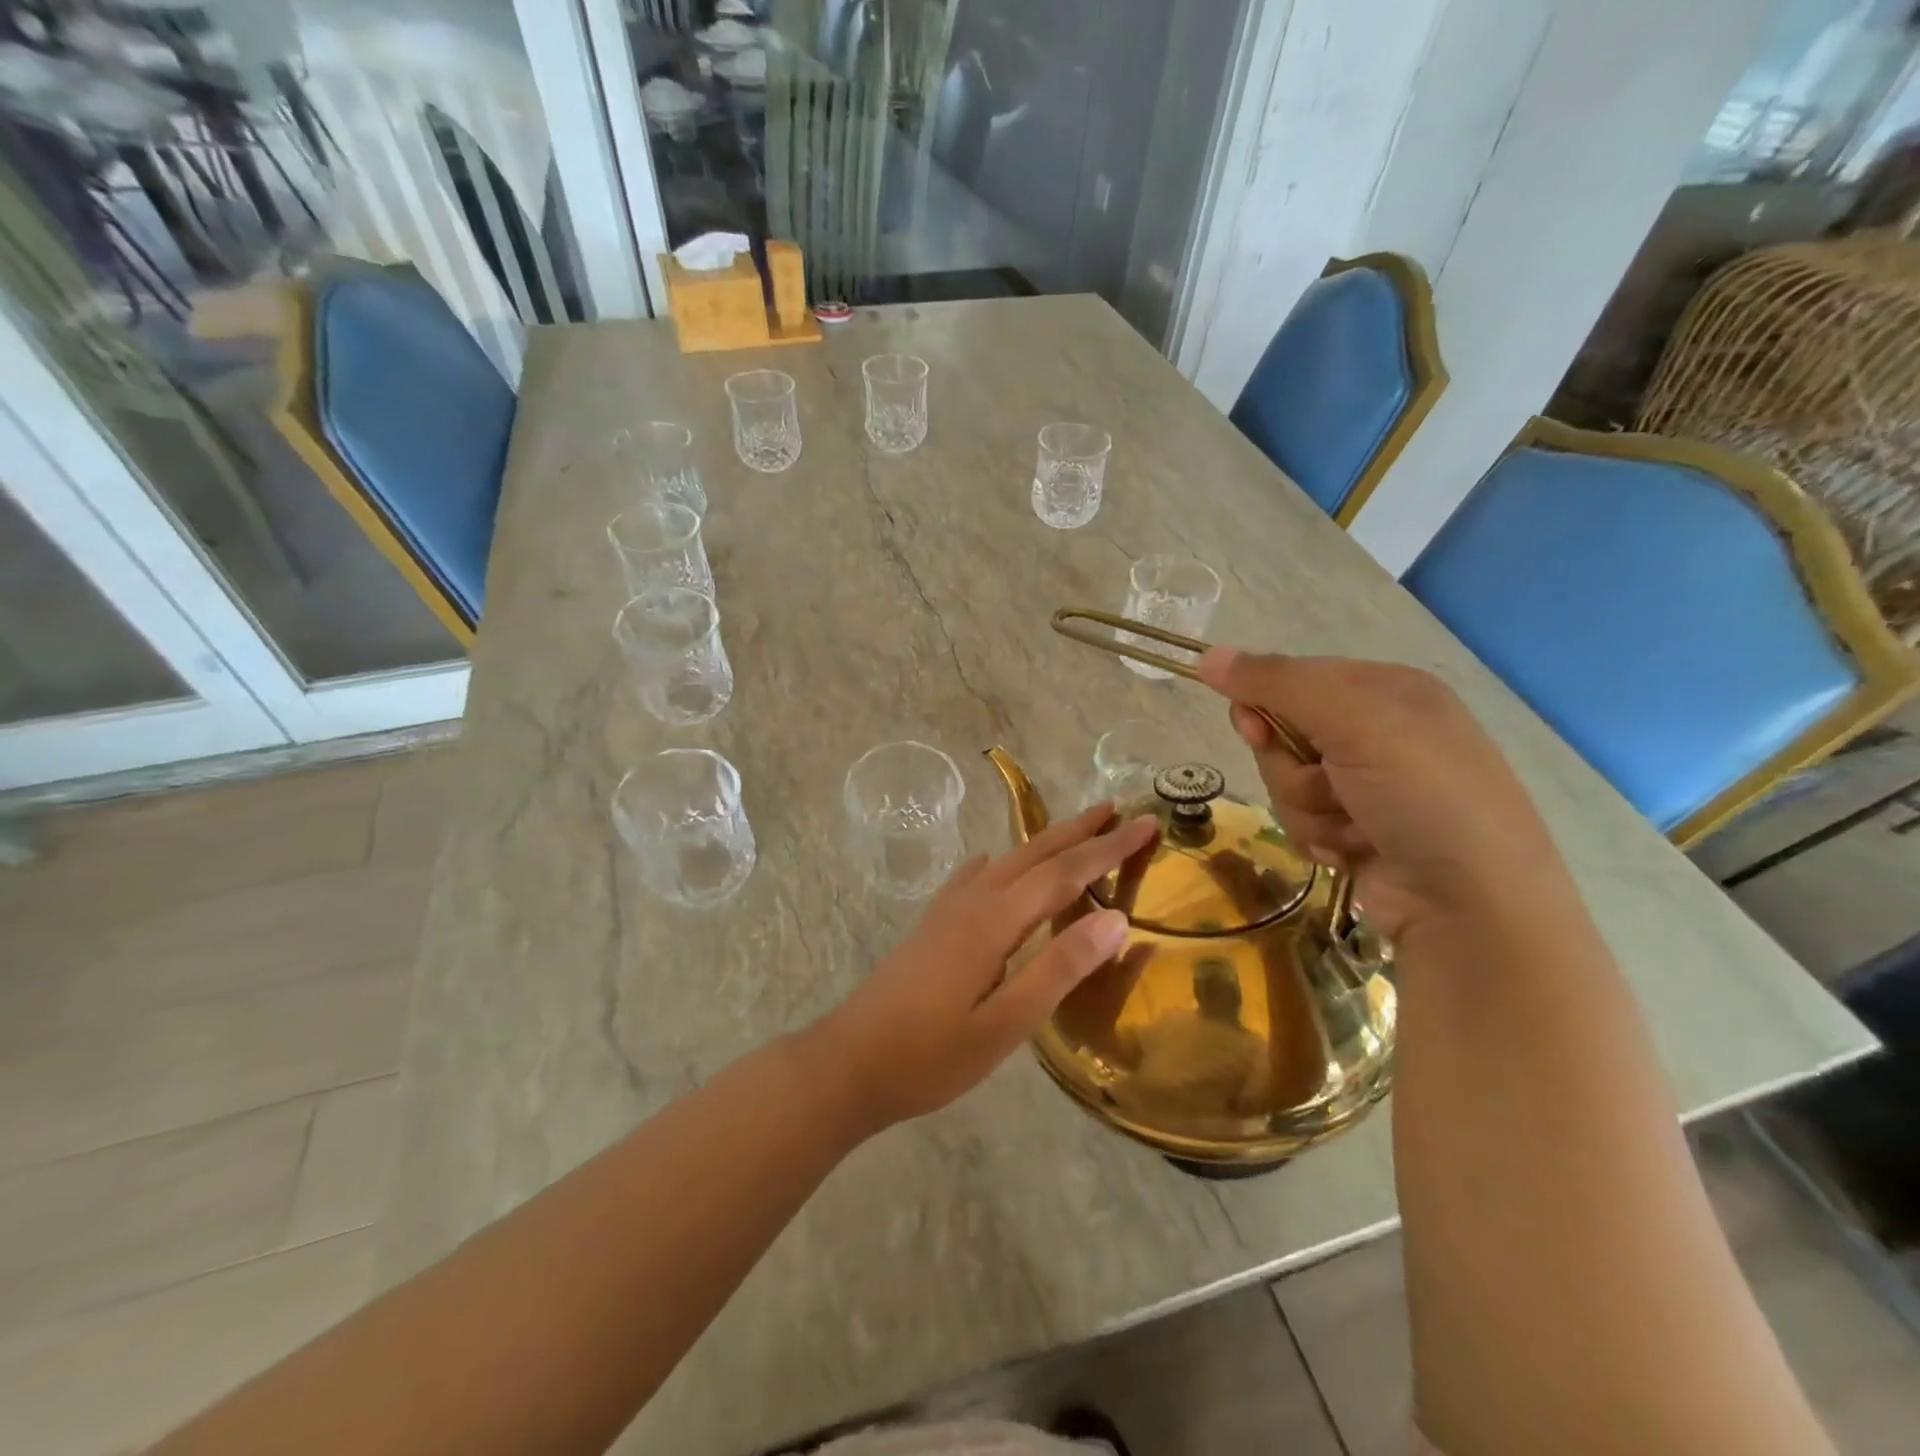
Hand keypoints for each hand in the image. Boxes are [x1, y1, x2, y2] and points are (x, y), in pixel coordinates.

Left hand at [817, 803, 1157, 1128]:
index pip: (1064, 872)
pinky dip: (1002, 863)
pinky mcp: (933, 924)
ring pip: (1008, 861)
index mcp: (995, 920)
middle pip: (1035, 854)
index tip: (1146, 824)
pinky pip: (977, 877)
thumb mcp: (1006, 1024)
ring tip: (1077, 831)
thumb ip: (1059, 968)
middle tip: (1119, 812)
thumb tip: (1114, 918)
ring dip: (1047, 843)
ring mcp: (948, 909)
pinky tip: (997, 864)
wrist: (849, 1062)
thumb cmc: (931, 1055)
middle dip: (1081, 832)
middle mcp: (973, 901)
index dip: (1108, 848)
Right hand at [1197, 648, 1572, 941]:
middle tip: (1329, 787)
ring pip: (1286, 784)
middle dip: (1293, 770)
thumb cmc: (1423, 795)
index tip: (1255, 731)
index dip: (1264, 704)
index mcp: (1385, 690)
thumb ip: (1277, 683)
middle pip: (1282, 736)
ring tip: (1355, 829)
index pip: (1293, 678)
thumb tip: (1207, 656)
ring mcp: (1367, 786)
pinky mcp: (1357, 831)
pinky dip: (1320, 839)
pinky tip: (1355, 853)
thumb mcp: (1354, 722)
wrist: (1473, 905)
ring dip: (1308, 811)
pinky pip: (1301, 822)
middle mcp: (1377, 732)